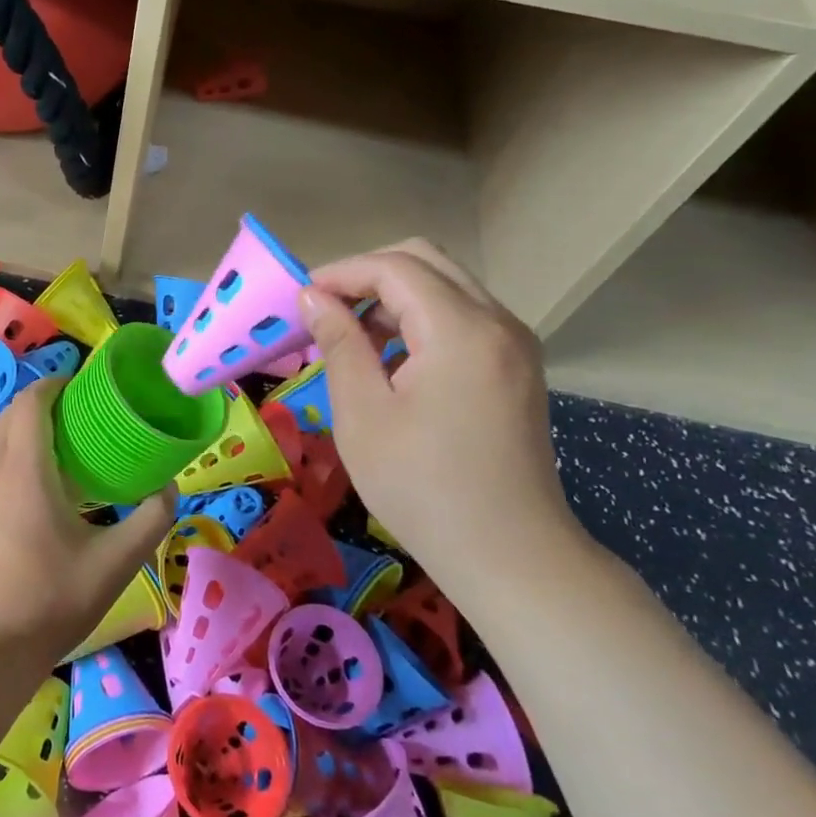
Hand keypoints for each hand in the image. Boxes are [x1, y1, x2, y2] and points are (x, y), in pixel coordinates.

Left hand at [0, 380, 175, 664]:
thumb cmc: (52, 600)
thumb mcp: (115, 563)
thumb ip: (150, 519)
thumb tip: (169, 488)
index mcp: (24, 469)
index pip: (31, 401)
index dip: (54, 385)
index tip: (81, 389)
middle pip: (10, 415)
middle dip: (40, 405)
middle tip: (76, 420)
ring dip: (20, 433)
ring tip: (53, 454)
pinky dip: (4, 460)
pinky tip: (25, 494)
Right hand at [297, 240, 584, 581]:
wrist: (509, 555)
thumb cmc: (422, 487)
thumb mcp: (363, 413)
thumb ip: (339, 343)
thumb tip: (313, 297)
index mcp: (461, 330)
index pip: (394, 267)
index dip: (341, 273)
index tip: (300, 298)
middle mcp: (497, 322)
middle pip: (426, 261)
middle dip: (367, 276)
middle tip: (325, 311)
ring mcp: (514, 343)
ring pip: (445, 286)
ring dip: (393, 298)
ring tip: (350, 338)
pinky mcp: (516, 366)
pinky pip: (462, 317)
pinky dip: (420, 321)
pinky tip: (391, 361)